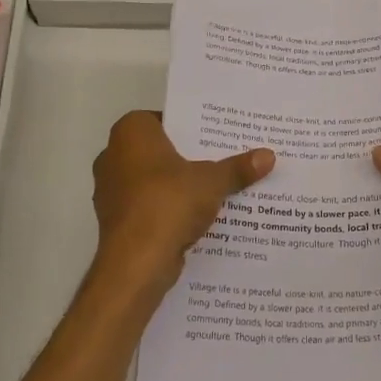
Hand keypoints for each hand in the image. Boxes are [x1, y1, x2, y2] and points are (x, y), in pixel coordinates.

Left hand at [90, 112, 273, 296]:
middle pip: (158, 150)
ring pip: (152, 180)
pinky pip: (148, 205)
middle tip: (220, 158)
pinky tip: (196, 216)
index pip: (162, 118)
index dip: (188, 126)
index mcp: (131, 133)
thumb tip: (269, 155)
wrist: (136, 262)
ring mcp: (110, 191)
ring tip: (214, 187)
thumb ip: (238, 168)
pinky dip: (167, 208)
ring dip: (177, 185)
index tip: (213, 135)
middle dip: (186, 156)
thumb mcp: (212, 181)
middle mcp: (113, 156)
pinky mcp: (115, 221)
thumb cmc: (169, 202)